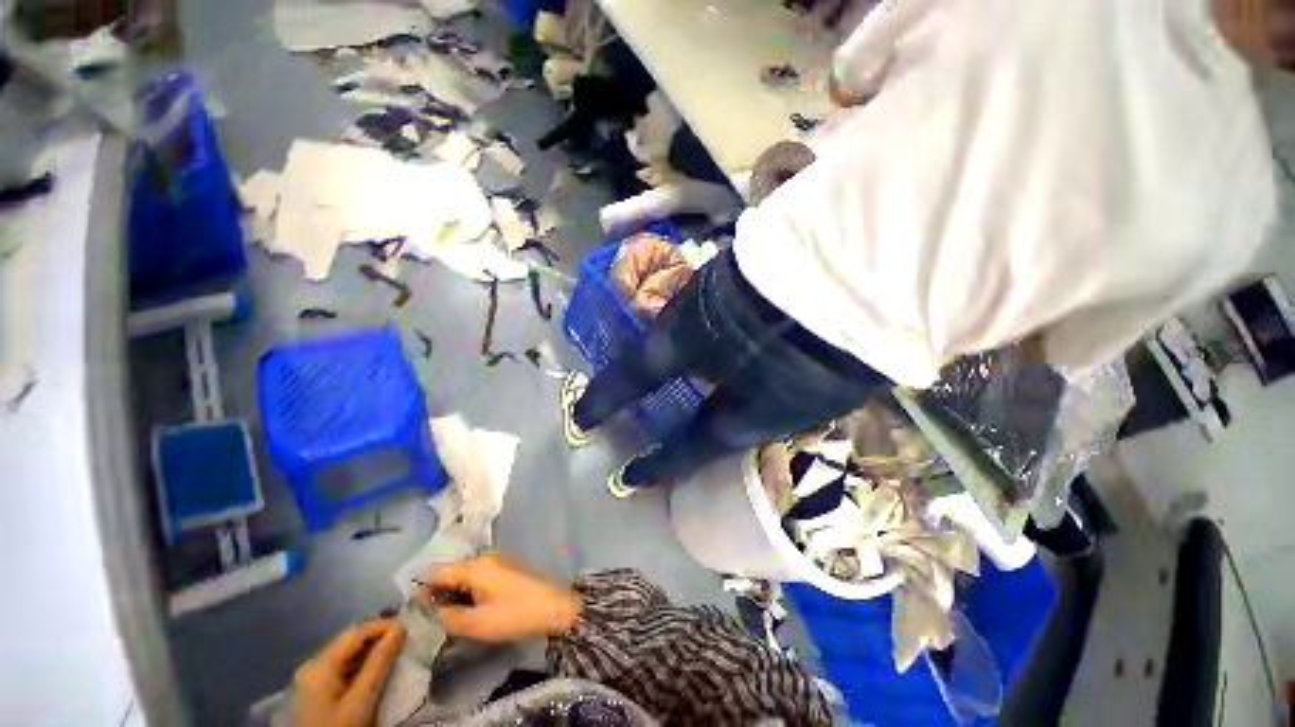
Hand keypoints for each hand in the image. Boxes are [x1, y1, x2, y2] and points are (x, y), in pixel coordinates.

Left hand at [293, 620, 405, 726]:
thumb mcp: (361, 701)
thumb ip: (379, 663)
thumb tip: (400, 628)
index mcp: (320, 664)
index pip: (355, 632)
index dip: (383, 626)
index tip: (408, 631)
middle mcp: (312, 666)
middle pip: (350, 642)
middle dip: (378, 640)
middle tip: (404, 644)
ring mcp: (311, 681)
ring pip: (347, 656)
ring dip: (371, 654)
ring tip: (394, 657)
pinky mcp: (315, 694)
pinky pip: (342, 670)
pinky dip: (361, 667)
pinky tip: (374, 674)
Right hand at [418, 554, 581, 641]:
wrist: (555, 607)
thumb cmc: (515, 615)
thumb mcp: (477, 623)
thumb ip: (448, 616)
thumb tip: (430, 609)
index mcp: (475, 566)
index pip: (438, 573)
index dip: (423, 590)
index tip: (414, 609)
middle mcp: (485, 557)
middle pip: (452, 572)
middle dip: (439, 592)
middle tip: (432, 617)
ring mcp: (498, 561)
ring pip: (466, 574)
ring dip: (455, 592)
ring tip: (449, 615)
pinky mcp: (506, 568)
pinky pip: (479, 576)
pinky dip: (470, 590)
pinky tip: (470, 607)